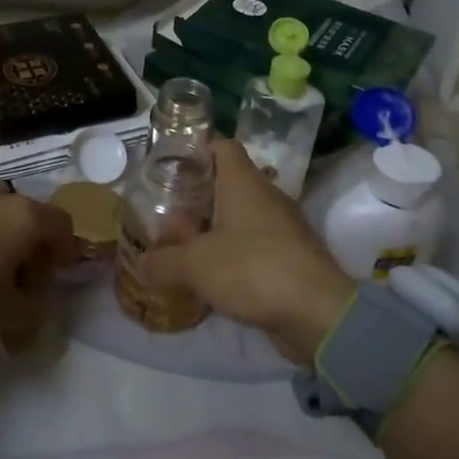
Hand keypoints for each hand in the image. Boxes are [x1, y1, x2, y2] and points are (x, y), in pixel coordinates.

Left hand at [0, 184, 79, 346]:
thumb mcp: (7, 314)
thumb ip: (34, 312)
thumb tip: (36, 311)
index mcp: (24, 216)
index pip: (62, 224)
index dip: (65, 252)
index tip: (54, 279)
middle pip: (30, 219)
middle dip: (32, 250)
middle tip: (23, 285)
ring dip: (4, 243)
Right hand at [139, 139, 354, 363]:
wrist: (317, 312)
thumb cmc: (252, 269)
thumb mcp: (195, 265)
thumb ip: (163, 262)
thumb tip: (141, 264)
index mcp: (243, 182)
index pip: (222, 146)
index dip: (196, 150)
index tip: (171, 167)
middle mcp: (265, 196)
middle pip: (228, 183)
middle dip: (198, 196)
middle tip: (167, 213)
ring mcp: (282, 226)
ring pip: (241, 216)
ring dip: (214, 228)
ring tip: (183, 246)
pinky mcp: (291, 256)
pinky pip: (254, 244)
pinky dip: (233, 253)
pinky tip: (212, 275)